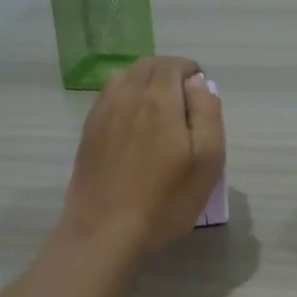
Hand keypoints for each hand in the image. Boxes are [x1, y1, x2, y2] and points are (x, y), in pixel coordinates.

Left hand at [60, 56, 224, 260]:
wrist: (106, 231)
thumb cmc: (166, 201)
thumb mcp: (207, 161)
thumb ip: (207, 113)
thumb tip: (198, 83)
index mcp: (160, 100)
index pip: (175, 65)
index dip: (192, 72)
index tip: (202, 94)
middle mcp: (127, 96)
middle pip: (148, 66)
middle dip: (169, 74)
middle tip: (184, 101)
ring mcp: (102, 113)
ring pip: (124, 78)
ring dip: (144, 82)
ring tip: (158, 110)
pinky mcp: (88, 132)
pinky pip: (108, 98)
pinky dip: (124, 97)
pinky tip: (133, 125)